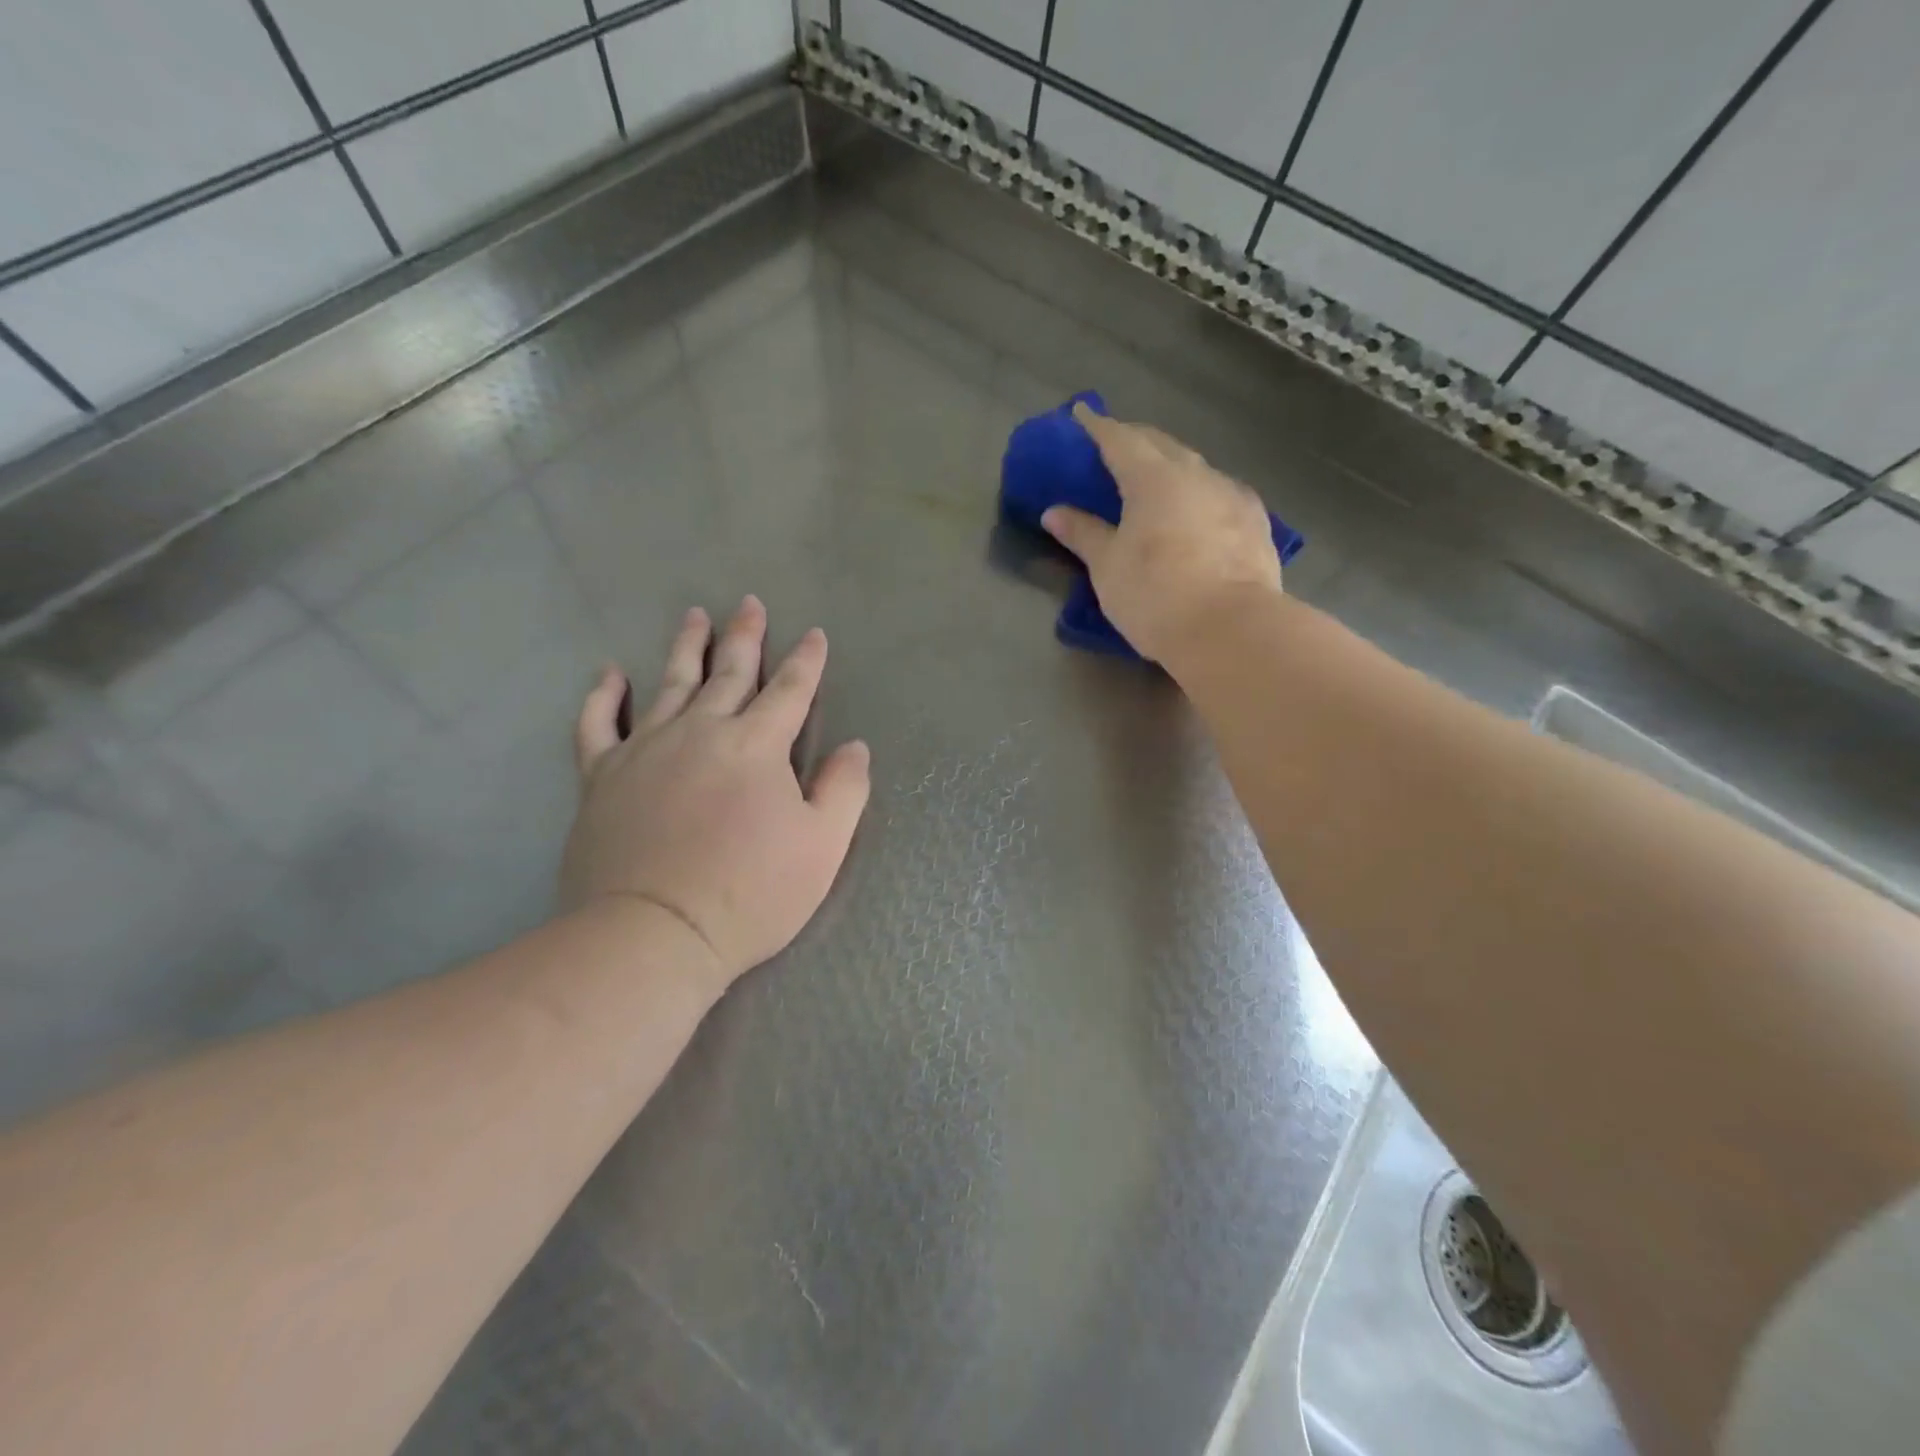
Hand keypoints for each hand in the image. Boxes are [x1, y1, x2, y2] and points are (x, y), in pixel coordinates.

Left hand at [560, 596, 870, 997]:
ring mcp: (646, 750)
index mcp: (756, 746)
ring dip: (686, 648)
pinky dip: (604, 696)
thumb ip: (844, 789)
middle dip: (745, 637)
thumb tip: (854, 747)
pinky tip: (611, 673)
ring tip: (694, 616)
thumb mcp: (822, 847)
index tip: (814, 634)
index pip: (789, 691)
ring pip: (670, 684)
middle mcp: (701, 732)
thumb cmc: (750, 894)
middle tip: (749, 603)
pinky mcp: (603, 777)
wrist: (653, 934)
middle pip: (729, 674)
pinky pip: (599, 724)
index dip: (806, 661)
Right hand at [1041, 404, 1282, 664]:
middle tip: (1115, 446)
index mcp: (1153, 478)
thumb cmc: (1156, 595)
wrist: (1231, 629)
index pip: (1119, 439)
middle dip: (1135, 440)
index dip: (1097, 426)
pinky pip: (1220, 493)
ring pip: (1195, 467)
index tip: (1082, 413)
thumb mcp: (1108, 567)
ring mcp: (1232, 495)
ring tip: (1156, 480)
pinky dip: (1199, 493)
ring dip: (1171, 466)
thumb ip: (1083, 534)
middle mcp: (1196, 474)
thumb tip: (1054, 512)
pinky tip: (1197, 510)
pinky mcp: (1256, 522)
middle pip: (1161, 445)